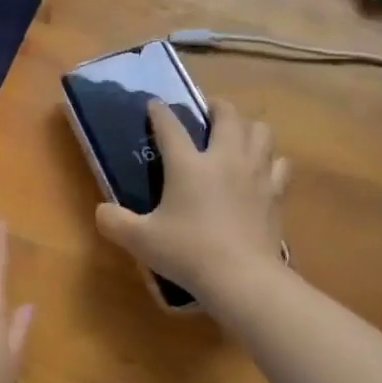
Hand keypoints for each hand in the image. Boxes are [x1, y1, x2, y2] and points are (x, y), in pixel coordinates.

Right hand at [95, 100, 289, 301]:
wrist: (242, 278)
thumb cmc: (188, 253)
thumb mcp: (140, 240)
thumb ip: (114, 222)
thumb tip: (102, 211)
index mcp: (188, 164)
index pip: (170, 126)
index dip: (159, 112)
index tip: (154, 104)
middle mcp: (224, 158)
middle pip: (227, 115)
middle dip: (216, 107)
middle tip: (207, 113)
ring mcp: (255, 173)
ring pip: (260, 131)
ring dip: (247, 127)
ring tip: (236, 136)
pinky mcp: (275, 193)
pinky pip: (279, 163)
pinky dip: (270, 160)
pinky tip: (262, 170)